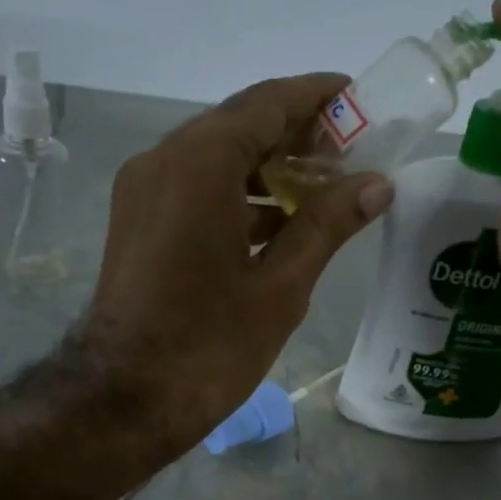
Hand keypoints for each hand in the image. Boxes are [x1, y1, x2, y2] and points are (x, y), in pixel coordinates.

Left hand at [81, 74, 394, 454]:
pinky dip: (236, 196)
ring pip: (214, 159)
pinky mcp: (136, 224)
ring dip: (266, 168)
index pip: (267, 104)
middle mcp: (162, 161)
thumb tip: (376, 184)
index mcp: (199, 163)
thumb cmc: (208, 347)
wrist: (124, 401)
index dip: (317, 97)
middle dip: (295, 135)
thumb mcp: (279, 287)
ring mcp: (142, 192)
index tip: (360, 100)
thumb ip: (327, 225)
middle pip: (238, 126)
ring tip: (322, 191)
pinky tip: (276, 224)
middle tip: (350, 153)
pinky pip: (193, 190)